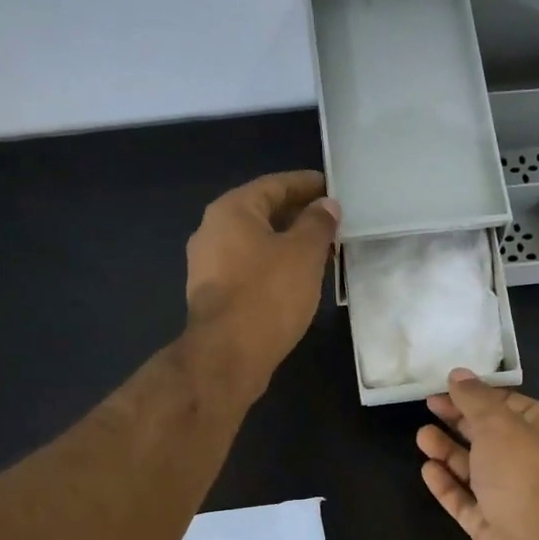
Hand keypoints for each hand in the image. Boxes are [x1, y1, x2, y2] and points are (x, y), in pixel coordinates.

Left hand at [185, 171, 339, 395]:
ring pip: (255, 245)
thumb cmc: (268, 294)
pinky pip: (249, 270)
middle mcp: (212, 232)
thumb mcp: (304, 253)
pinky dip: (273, 268)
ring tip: (319, 252)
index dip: (306, 184)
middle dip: (297, 216)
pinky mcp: (213, 297)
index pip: (274, 185)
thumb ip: (318, 224)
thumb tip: (326, 206)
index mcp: (231, 211)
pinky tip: (295, 281)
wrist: (228, 355)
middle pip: (261, 214)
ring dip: (286, 245)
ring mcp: (207, 267)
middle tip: (330, 222)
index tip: (331, 187)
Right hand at [416, 370, 538, 539]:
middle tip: (429, 404)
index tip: (452, 386)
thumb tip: (458, 374)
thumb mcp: (498, 423)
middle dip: (460, 421)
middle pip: (491, 437)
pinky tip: (427, 469)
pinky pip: (464, 500)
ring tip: (421, 436)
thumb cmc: (521, 473)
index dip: (483, 395)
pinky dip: (447, 483)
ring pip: (475, 469)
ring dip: (448, 451)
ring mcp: (509, 499)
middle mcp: (531, 466)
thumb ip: (475, 399)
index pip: (514, 407)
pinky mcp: (489, 526)